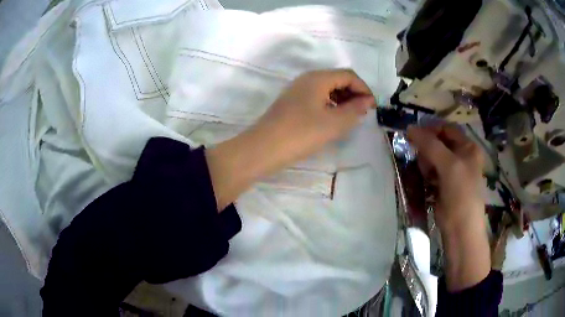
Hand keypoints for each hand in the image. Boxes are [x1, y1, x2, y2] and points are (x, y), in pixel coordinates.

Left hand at [248, 69, 375, 170]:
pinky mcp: (292, 103)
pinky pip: (317, 98)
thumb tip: (367, 101)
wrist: (263, 148)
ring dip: (342, 100)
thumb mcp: (334, 123)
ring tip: (351, 118)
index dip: (364, 89)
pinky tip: (333, 120)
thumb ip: (354, 109)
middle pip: (337, 79)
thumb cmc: (301, 133)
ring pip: (327, 89)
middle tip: (363, 113)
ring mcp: (297, 91)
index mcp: (318, 78)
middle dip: (354, 94)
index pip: (348, 75)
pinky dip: (330, 105)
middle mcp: (307, 79)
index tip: (373, 107)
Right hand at [407, 124, 489, 290]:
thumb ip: (430, 145)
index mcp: (469, 147)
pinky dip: (426, 173)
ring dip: (426, 162)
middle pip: (439, 143)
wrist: (460, 229)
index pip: (447, 129)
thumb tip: (409, 128)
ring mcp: (453, 171)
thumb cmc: (461, 194)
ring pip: (433, 157)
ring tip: (426, 174)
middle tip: (421, 159)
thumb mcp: (449, 165)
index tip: (413, 134)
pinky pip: (431, 171)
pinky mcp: (443, 184)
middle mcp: (462, 156)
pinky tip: (427, 181)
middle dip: (428, 149)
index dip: (431, 129)